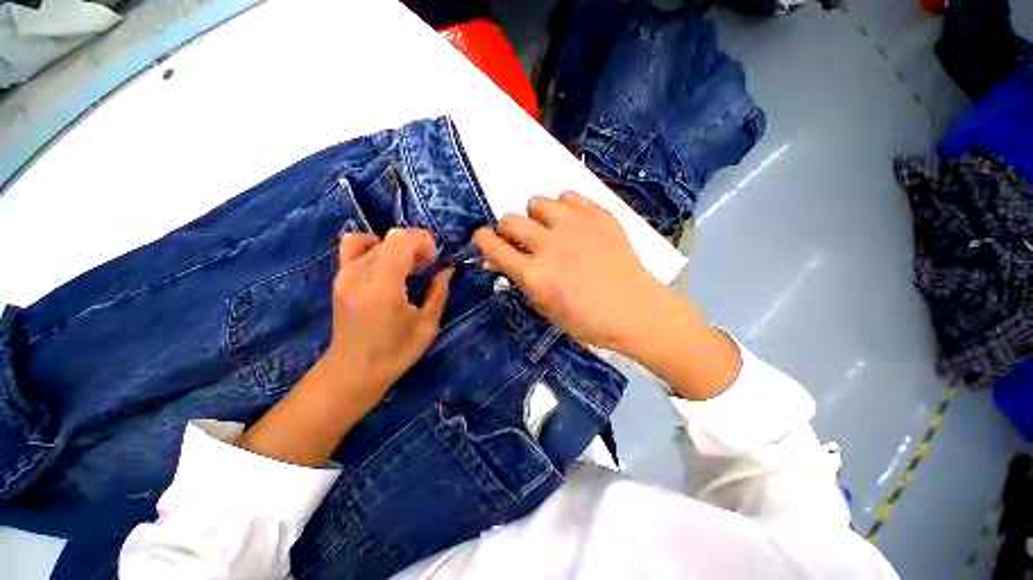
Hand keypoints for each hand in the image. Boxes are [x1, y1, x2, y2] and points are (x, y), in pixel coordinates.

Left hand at [325, 228, 452, 408]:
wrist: (352, 371)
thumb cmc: (395, 353)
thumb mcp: (427, 325)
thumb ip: (439, 292)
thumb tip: (447, 269)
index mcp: (384, 287)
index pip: (401, 239)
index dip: (423, 241)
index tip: (434, 261)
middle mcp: (360, 274)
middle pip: (391, 238)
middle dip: (415, 246)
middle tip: (426, 267)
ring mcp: (344, 274)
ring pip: (376, 239)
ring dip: (397, 247)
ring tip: (407, 265)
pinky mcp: (339, 277)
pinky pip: (355, 245)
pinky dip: (374, 246)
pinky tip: (386, 264)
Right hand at [473, 192, 739, 400]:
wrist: (634, 309)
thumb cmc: (586, 320)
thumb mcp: (544, 307)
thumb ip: (518, 279)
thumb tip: (495, 260)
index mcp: (535, 274)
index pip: (493, 246)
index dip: (482, 240)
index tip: (483, 240)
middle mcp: (549, 245)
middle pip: (510, 220)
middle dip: (507, 230)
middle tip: (520, 241)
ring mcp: (574, 225)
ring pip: (537, 202)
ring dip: (535, 217)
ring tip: (549, 230)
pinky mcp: (597, 214)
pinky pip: (567, 196)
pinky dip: (563, 209)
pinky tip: (572, 225)